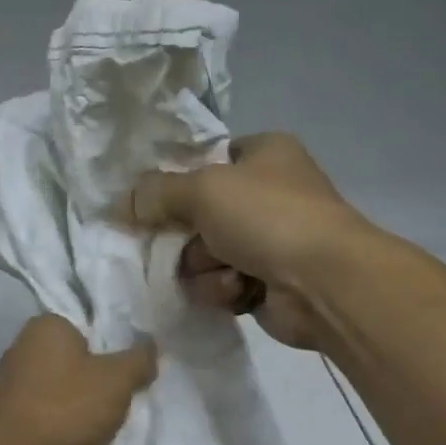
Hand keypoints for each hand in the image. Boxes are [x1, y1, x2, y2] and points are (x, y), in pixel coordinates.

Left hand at [0, 315, 157, 444]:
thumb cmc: (66, 409)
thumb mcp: (117, 381)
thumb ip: (138, 359)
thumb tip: (150, 346)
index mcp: (46, 324)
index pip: (88, 325)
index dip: (111, 348)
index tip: (124, 374)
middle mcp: (21, 343)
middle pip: (73, 355)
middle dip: (93, 375)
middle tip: (115, 399)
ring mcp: (8, 378)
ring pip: (57, 382)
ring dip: (75, 399)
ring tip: (95, 423)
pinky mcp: (3, 410)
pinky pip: (42, 406)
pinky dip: (57, 417)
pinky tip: (70, 436)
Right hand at [129, 132, 370, 349]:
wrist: (323, 283)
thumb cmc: (267, 217)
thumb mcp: (202, 189)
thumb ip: (156, 192)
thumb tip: (122, 202)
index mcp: (264, 153)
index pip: (209, 159)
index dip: (180, 180)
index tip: (155, 201)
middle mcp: (269, 192)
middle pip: (198, 213)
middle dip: (189, 236)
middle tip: (186, 242)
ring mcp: (269, 239)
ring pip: (204, 254)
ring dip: (206, 267)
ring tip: (228, 271)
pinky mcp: (267, 282)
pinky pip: (221, 284)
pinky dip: (225, 289)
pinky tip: (241, 291)